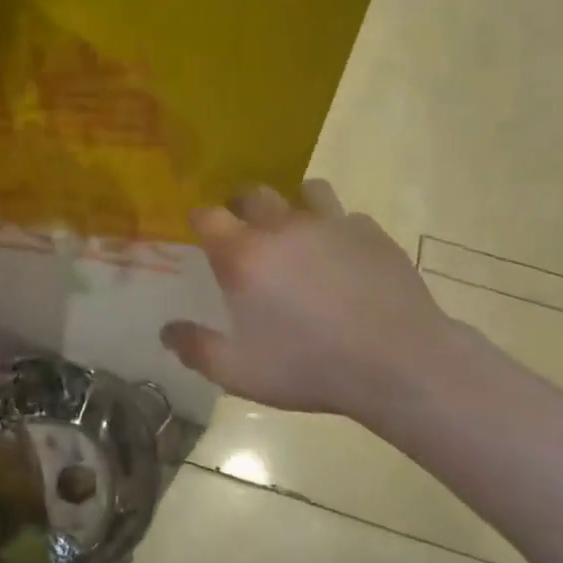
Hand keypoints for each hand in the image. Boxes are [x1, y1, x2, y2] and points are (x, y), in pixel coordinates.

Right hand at [162, 182, 455, 418]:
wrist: (396, 362)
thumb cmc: (307, 367)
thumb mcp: (238, 372)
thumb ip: (196, 348)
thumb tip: (166, 332)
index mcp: (245, 256)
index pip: (208, 216)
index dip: (199, 219)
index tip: (198, 231)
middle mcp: (283, 227)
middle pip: (253, 193)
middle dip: (241, 206)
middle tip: (243, 231)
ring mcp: (332, 224)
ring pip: (305, 191)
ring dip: (292, 205)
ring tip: (295, 233)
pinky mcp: (371, 232)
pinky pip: (346, 216)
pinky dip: (336, 228)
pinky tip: (342, 257)